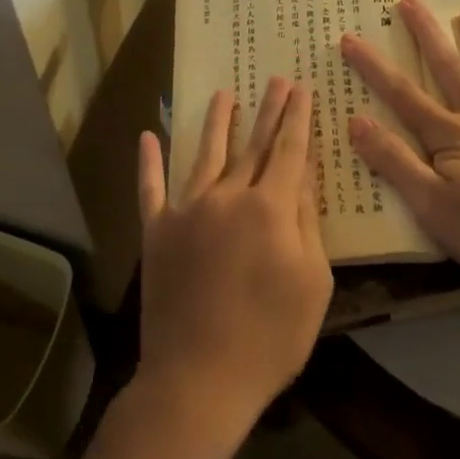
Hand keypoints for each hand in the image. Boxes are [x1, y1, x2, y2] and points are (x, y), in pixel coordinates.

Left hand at [134, 78, 332, 449]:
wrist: (199, 379)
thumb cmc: (270, 337)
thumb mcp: (312, 283)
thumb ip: (306, 224)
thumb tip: (301, 178)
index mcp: (270, 208)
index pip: (289, 151)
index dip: (297, 118)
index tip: (302, 89)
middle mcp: (227, 197)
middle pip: (252, 145)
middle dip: (268, 110)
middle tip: (276, 79)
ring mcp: (186, 211)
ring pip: (205, 155)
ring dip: (216, 122)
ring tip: (224, 94)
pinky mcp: (156, 232)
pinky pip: (150, 189)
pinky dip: (149, 162)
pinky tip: (147, 136)